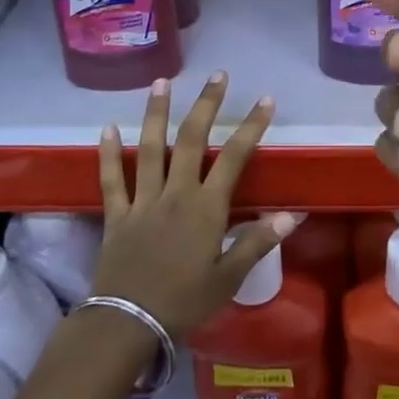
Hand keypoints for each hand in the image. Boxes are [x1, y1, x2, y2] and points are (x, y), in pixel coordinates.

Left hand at [94, 72, 299, 338]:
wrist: (128, 323)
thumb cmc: (185, 302)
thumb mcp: (229, 278)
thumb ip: (258, 242)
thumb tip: (292, 215)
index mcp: (206, 207)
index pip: (234, 157)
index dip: (252, 126)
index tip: (265, 100)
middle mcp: (175, 193)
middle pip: (191, 140)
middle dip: (206, 104)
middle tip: (217, 75)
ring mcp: (143, 201)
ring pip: (149, 148)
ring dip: (156, 113)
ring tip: (161, 82)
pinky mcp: (117, 214)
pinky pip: (111, 179)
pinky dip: (108, 153)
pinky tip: (106, 128)